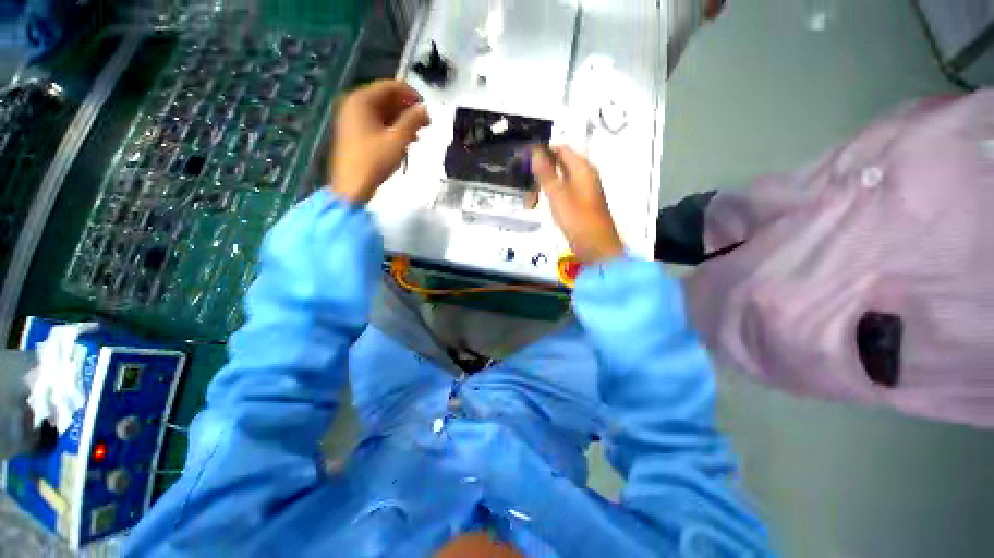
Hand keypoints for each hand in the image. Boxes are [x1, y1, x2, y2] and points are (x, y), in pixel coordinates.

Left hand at [329, 80, 430, 203]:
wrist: (352, 186)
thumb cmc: (375, 161)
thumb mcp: (398, 140)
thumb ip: (413, 121)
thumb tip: (425, 109)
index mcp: (362, 100)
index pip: (390, 86)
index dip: (411, 94)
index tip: (427, 108)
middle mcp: (354, 104)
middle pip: (385, 98)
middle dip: (407, 109)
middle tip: (425, 123)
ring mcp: (351, 118)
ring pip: (381, 111)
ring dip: (401, 120)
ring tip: (418, 134)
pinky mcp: (353, 132)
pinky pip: (375, 122)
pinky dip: (391, 128)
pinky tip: (404, 140)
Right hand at [532, 146, 624, 263]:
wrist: (596, 247)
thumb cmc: (577, 220)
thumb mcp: (558, 195)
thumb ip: (546, 173)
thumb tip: (535, 151)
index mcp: (583, 168)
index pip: (561, 149)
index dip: (542, 151)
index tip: (523, 159)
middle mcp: (585, 175)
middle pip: (560, 163)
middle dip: (541, 170)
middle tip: (523, 182)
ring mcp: (584, 190)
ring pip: (560, 179)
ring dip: (544, 184)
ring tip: (529, 197)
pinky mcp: (581, 203)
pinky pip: (563, 191)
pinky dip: (551, 194)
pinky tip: (541, 204)